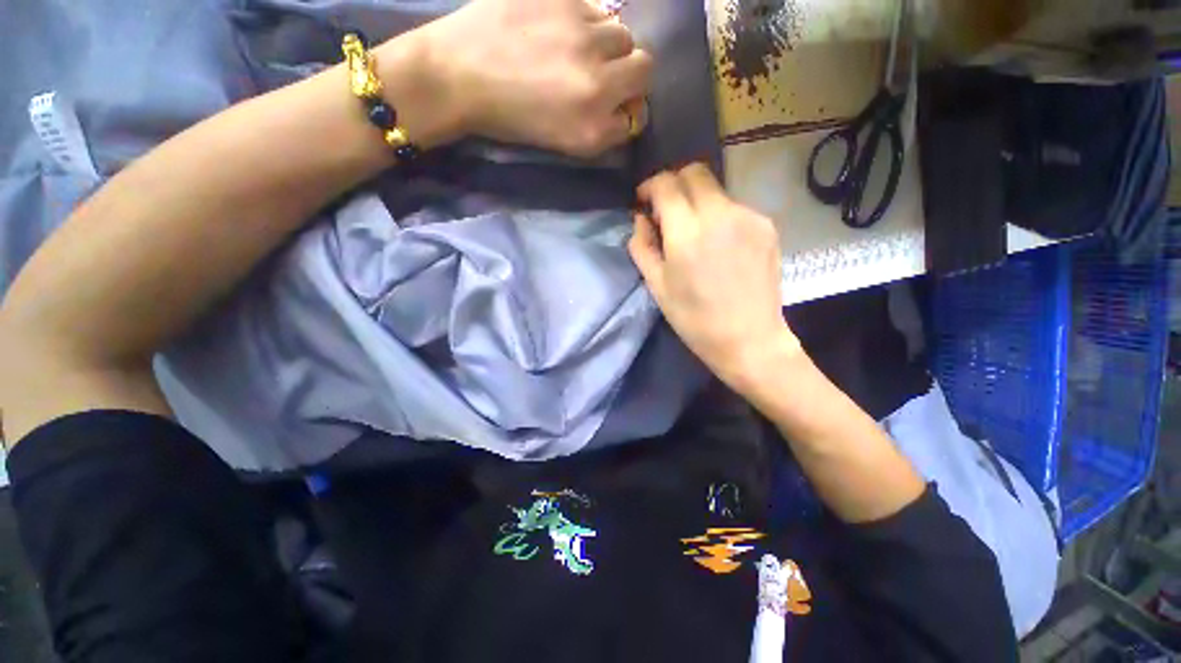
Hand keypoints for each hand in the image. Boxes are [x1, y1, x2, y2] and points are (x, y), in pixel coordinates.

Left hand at [419, 0, 651, 156]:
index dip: (627, 109)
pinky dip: (585, 20)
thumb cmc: (512, 118)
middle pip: (644, 67)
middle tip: (602, 73)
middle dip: (629, 73)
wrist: (459, 74)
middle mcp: (598, 82)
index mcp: (594, 126)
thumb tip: (627, 106)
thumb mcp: (565, 142)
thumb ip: (603, 128)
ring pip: (623, 33)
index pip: (638, 115)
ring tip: (576, 48)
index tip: (613, 106)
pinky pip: (596, 7)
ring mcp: (582, 34)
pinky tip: (558, 27)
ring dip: (608, 44)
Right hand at [630, 164, 801, 390]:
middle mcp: (721, 214)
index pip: (666, 184)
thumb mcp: (657, 287)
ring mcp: (749, 217)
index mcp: (688, 233)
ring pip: (715, 189)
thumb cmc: (695, 319)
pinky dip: (719, 216)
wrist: (749, 340)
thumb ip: (642, 246)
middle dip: (674, 185)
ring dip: (697, 202)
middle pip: (694, 173)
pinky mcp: (767, 225)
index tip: (644, 201)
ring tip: (695, 235)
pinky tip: (719, 245)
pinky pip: (735, 207)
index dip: (650, 186)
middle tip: (666, 213)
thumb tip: (640, 218)